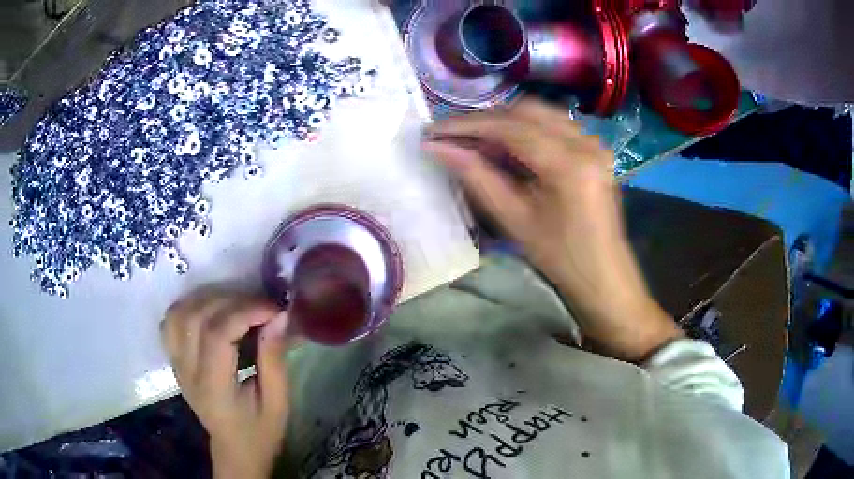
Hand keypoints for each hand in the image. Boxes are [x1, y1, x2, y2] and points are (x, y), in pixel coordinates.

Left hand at [162, 290, 291, 478]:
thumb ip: (274, 359)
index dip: (246, 312)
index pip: (217, 335)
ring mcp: (176, 364)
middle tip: (261, 305)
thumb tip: (279, 317)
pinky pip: (171, 322)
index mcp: (214, 389)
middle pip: (197, 318)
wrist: (235, 450)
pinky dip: (189, 306)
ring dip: (209, 299)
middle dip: (232, 301)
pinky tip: (210, 310)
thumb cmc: (260, 431)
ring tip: (237, 304)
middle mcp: (188, 372)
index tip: (274, 309)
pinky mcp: (174, 360)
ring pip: (180, 314)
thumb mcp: (278, 403)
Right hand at [424, 98, 682, 361]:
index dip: (468, 126)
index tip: (435, 130)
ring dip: (506, 121)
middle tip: (454, 136)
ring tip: (477, 141)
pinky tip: (509, 147)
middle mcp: (585, 142)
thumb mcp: (515, 220)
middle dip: (486, 119)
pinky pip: (555, 125)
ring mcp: (594, 143)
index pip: (510, 128)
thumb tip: (438, 148)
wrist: (603, 274)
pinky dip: (527, 128)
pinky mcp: (595, 149)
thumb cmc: (560, 257)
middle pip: (526, 111)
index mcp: (569, 164)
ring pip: (541, 114)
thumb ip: (477, 177)